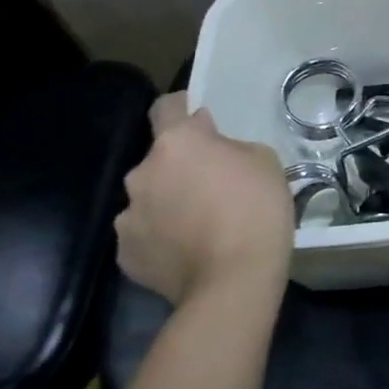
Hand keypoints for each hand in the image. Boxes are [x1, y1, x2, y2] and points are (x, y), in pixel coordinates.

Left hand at [115, 93, 294, 306]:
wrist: (234, 281)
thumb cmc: (257, 209)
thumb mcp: (263, 160)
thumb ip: (228, 146)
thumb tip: (208, 146)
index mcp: (177, 142)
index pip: (166, 106)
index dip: (183, 109)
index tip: (201, 122)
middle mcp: (142, 172)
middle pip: (159, 158)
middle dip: (180, 166)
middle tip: (211, 185)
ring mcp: (128, 215)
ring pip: (149, 197)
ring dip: (168, 201)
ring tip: (198, 224)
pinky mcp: (125, 254)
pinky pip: (144, 233)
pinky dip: (161, 236)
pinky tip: (187, 250)